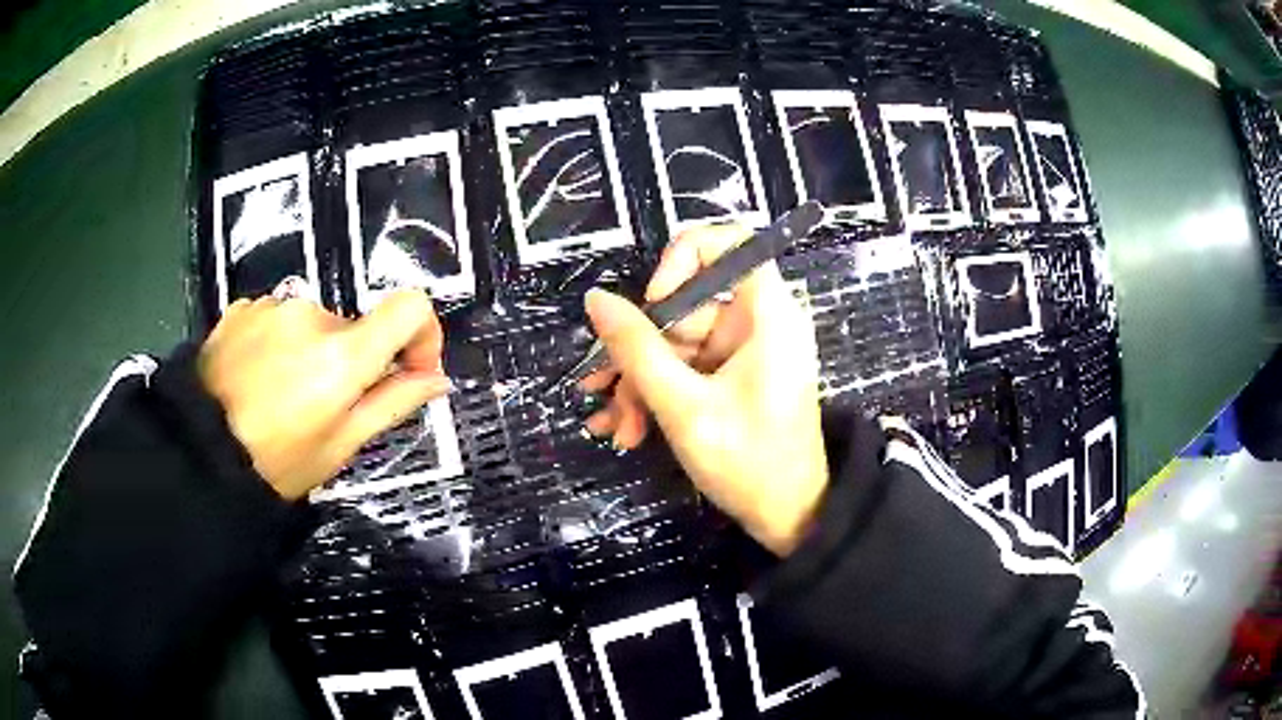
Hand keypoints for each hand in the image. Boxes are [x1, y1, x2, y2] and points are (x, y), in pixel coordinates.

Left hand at [198, 289, 450, 499]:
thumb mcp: (340, 446)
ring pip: (314, 324)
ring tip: (282, 394)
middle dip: (351, 361)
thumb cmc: (276, 462)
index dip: (424, 333)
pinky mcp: (243, 307)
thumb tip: (434, 378)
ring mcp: (272, 306)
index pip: (410, 308)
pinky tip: (258, 377)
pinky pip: (279, 318)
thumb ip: (391, 403)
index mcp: (342, 355)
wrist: (198, 450)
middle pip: (355, 326)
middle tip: (323, 406)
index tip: (409, 368)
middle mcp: (311, 315)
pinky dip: (280, 343)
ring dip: (311, 352)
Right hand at [582, 224, 827, 555]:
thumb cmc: (748, 461)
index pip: (728, 242)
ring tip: (617, 426)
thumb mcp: (683, 406)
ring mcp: (745, 351)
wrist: (790, 518)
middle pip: (687, 305)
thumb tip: (596, 299)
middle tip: (606, 393)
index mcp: (767, 314)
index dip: (683, 260)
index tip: (653, 304)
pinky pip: (688, 368)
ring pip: (678, 344)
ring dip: (641, 383)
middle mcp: (758, 322)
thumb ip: (636, 349)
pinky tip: (631, 429)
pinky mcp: (735, 376)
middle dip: (641, 352)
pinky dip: (659, 394)